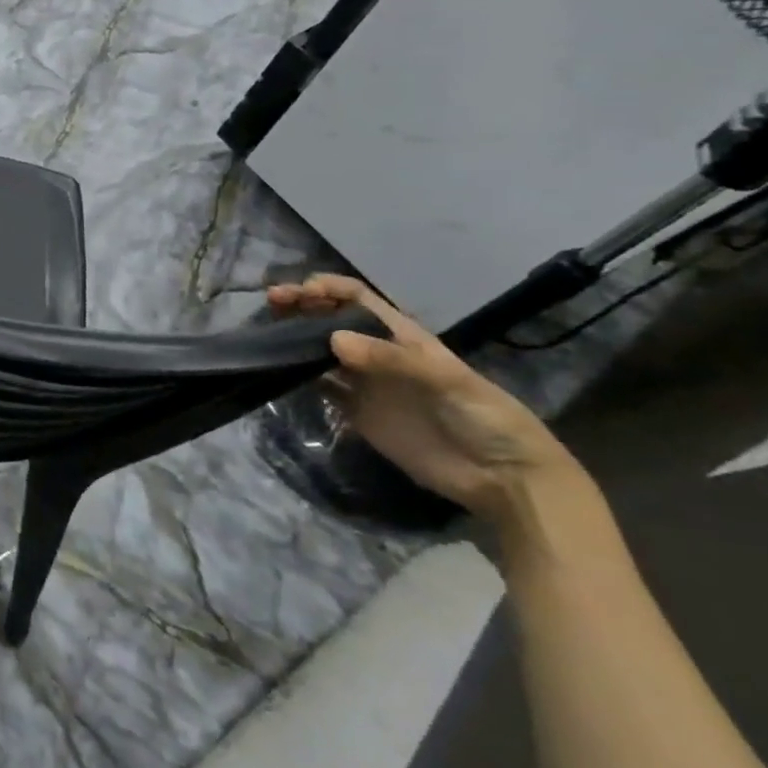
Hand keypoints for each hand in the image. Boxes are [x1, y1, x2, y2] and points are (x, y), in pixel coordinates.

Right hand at [266, 274, 578, 522]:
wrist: (503, 479)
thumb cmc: (485, 418)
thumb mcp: (448, 381)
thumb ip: (391, 359)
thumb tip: (332, 340)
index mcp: (401, 336)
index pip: (357, 298)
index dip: (329, 288)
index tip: (302, 292)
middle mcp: (377, 353)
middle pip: (331, 319)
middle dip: (301, 305)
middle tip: (272, 302)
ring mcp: (365, 383)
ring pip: (319, 349)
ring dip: (293, 337)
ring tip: (265, 332)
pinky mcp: (356, 412)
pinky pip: (320, 387)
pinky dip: (297, 375)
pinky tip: (279, 369)